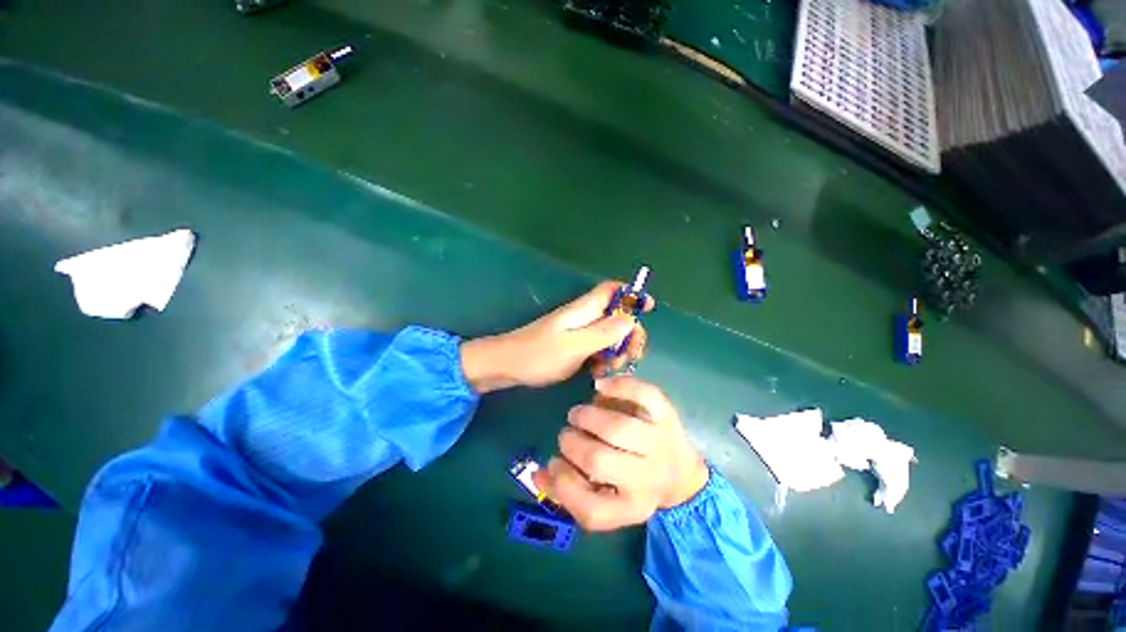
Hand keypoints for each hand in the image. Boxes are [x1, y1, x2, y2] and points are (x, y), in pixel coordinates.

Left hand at [460, 281, 653, 392]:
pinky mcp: (573, 345)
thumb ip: (603, 332)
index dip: (632, 293)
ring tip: (610, 369)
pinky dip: (603, 358)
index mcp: (583, 310)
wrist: (506, 366)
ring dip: (617, 350)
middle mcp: (583, 317)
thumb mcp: (574, 346)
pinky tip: (597, 373)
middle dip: (629, 334)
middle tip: (629, 357)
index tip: (649, 308)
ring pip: (609, 334)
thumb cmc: (537, 355)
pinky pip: (597, 347)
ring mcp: (578, 332)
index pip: (612, 290)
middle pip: (617, 315)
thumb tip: (631, 318)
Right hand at [532, 377, 708, 530]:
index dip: (562, 484)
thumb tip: (538, 472)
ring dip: (588, 417)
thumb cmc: (634, 486)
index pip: (590, 509)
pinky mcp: (666, 414)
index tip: (553, 462)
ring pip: (619, 427)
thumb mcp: (607, 502)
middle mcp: (648, 478)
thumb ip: (569, 492)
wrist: (682, 474)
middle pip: (599, 460)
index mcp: (631, 507)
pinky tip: (599, 386)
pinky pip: (643, 395)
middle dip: (572, 443)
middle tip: (567, 434)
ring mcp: (660, 442)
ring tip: (578, 415)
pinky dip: (618, 386)